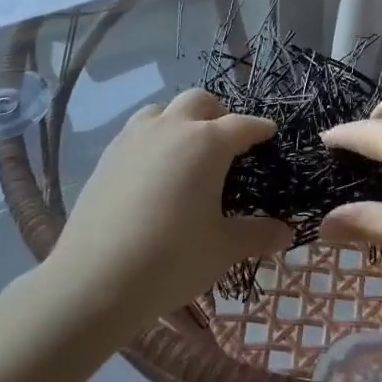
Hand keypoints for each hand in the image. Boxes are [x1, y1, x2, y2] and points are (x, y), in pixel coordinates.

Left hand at [48, 89, 291, 324]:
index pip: (243, 125)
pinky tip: (152, 170)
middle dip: (218, 114)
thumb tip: (287, 232)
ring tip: (185, 150)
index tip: (269, 133)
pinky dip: (153, 137)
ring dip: (180, 120)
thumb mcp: (223, 249)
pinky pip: (137, 131)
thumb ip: (257, 235)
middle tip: (226, 142)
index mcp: (207, 143)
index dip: (260, 128)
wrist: (94, 280)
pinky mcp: (108, 155)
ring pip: (163, 110)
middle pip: (200, 101)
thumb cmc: (171, 259)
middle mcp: (172, 128)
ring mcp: (135, 137)